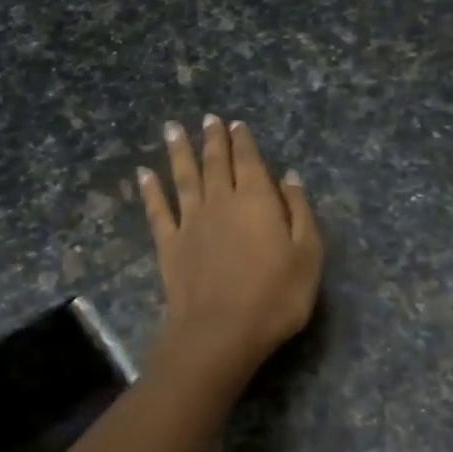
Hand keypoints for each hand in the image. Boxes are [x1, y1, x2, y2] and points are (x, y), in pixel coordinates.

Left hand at [139, 115, 322, 387]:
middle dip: (212, 139)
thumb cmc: (276, 296)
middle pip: (215, 163)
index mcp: (257, 200)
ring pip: (184, 177)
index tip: (235, 123)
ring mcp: (191, 222)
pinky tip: (144, 174)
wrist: (221, 332)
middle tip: (207, 119)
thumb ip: (299, 211)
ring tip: (173, 129)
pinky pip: (158, 210)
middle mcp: (221, 201)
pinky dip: (150, 190)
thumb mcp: (308, 254)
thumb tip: (289, 176)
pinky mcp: (169, 245)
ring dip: (179, 152)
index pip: (249, 161)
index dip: (243, 141)